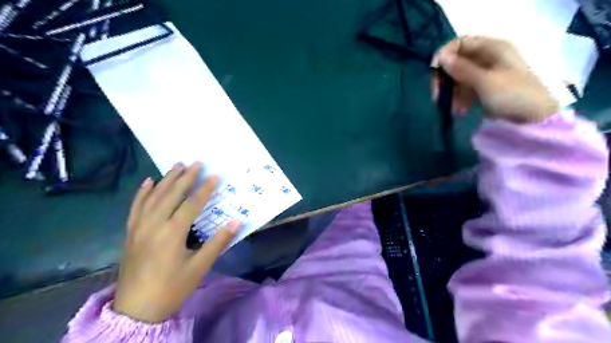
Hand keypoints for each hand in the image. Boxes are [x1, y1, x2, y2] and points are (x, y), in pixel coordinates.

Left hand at [112, 163, 238, 322]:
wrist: (136, 309)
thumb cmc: (172, 288)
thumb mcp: (199, 267)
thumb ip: (217, 242)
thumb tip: (236, 222)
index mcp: (172, 234)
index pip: (191, 204)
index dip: (204, 189)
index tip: (215, 176)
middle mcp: (153, 225)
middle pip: (171, 195)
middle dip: (185, 178)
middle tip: (196, 163)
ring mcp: (139, 228)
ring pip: (153, 197)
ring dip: (166, 180)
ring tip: (177, 165)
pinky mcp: (131, 233)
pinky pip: (136, 207)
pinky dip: (142, 193)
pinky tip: (149, 181)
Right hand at [429, 35, 556, 122]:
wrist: (534, 119)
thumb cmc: (512, 95)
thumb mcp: (485, 81)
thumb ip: (462, 69)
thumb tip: (440, 58)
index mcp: (493, 48)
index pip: (461, 43)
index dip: (445, 54)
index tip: (434, 71)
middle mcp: (488, 58)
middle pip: (457, 61)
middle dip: (445, 78)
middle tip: (437, 94)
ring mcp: (485, 74)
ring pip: (458, 78)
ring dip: (450, 92)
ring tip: (452, 108)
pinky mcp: (483, 89)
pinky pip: (463, 90)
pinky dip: (458, 99)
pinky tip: (459, 110)